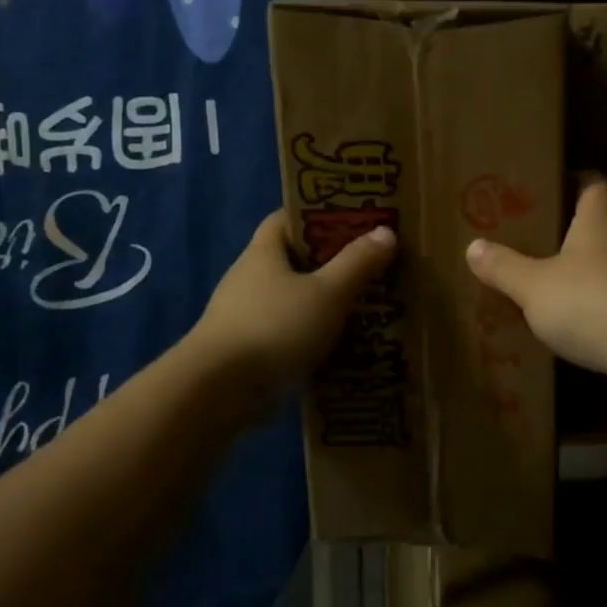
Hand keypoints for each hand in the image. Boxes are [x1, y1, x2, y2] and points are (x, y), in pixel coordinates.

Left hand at [193, 210, 395, 399]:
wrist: (220, 391)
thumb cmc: (275, 327)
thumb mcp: (328, 293)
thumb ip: (358, 263)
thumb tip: (386, 231)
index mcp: (263, 254)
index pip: (285, 219)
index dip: (317, 215)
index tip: (352, 221)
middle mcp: (249, 279)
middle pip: (292, 261)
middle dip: (329, 262)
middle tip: (371, 266)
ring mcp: (245, 317)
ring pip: (292, 300)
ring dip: (323, 303)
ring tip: (365, 307)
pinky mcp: (248, 351)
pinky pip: (288, 334)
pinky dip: (312, 336)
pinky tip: (341, 346)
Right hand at [465, 174, 606, 406]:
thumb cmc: (590, 302)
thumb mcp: (533, 286)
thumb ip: (504, 267)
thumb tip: (473, 246)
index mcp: (599, 223)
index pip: (595, 186)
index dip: (577, 181)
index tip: (553, 184)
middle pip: (600, 228)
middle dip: (570, 233)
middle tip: (533, 240)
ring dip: (582, 276)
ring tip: (545, 286)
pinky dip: (594, 311)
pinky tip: (569, 327)